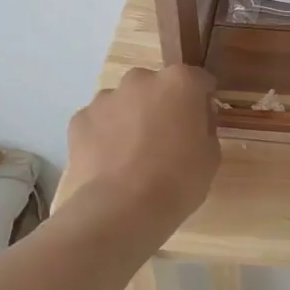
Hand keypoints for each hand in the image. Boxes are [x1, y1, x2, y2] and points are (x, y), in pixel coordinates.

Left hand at [64, 66, 221, 233]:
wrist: (120, 210)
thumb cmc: (177, 181)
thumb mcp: (211, 156)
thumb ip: (205, 127)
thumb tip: (195, 121)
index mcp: (179, 82)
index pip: (199, 80)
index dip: (202, 100)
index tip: (202, 122)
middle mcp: (141, 80)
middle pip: (157, 86)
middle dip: (162, 105)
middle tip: (166, 139)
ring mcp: (106, 98)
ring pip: (125, 102)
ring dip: (131, 118)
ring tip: (133, 154)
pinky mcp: (79, 119)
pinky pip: (99, 122)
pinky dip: (104, 135)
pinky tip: (110, 163)